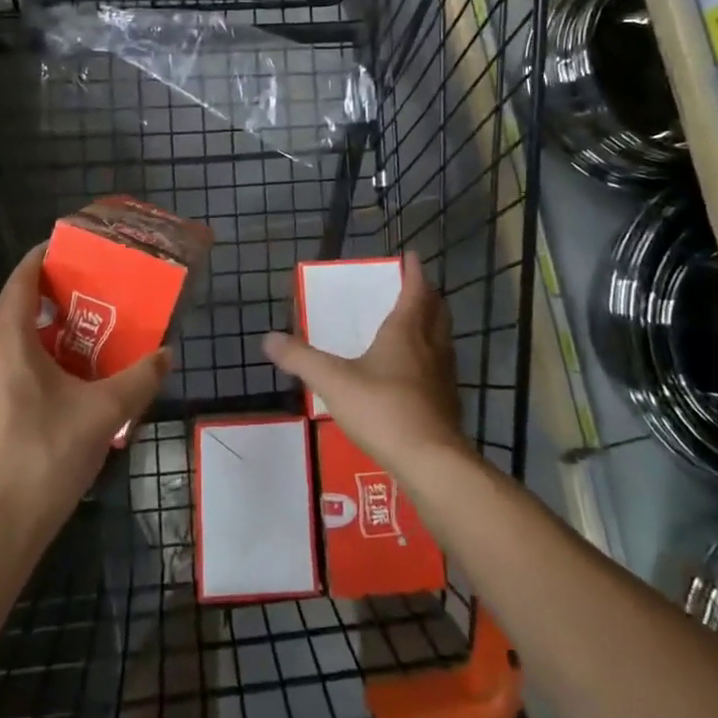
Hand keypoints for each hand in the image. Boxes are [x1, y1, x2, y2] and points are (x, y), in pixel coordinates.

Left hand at [0, 245, 171, 554]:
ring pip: (8, 341)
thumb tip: (166, 353)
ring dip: (42, 330)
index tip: (73, 249)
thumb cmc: (47, 457)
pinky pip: (3, 368)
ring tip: (84, 331)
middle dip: (51, 295)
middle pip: (13, 308)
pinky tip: (63, 379)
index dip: (43, 258)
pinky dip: (31, 358)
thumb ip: (140, 377)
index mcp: (5, 343)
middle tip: (92, 290)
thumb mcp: (104, 412)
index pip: (19, 281)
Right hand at [261, 252, 463, 475]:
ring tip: (417, 325)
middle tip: (416, 288)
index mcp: (405, 331)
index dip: (414, 271)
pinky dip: (432, 358)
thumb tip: (268, 338)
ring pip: (443, 339)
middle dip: (428, 295)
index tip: (412, 256)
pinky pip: (442, 368)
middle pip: (437, 311)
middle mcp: (430, 346)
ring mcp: (444, 376)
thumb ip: (300, 359)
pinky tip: (417, 374)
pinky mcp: (448, 403)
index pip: (415, 290)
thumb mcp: (333, 381)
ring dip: (433, 325)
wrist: (430, 461)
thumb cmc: (382, 409)